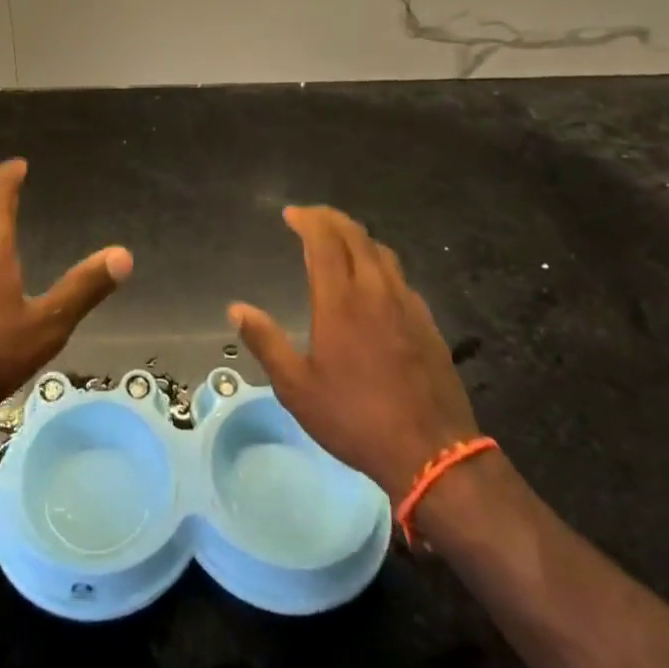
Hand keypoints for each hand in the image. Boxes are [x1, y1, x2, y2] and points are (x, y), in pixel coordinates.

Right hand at [229, 205, 478, 505]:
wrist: (432, 453)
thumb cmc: (356, 418)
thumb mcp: (297, 388)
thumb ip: (266, 342)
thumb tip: (236, 309)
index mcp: (340, 299)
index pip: (324, 240)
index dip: (307, 219)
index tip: (290, 214)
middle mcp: (374, 289)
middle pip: (354, 235)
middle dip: (330, 218)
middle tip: (310, 218)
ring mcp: (406, 303)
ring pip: (380, 251)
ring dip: (356, 236)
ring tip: (339, 240)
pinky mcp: (426, 321)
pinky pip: (399, 275)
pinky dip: (378, 262)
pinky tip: (373, 281)